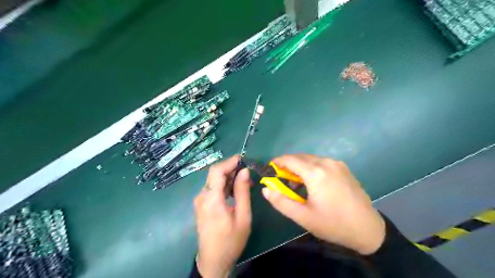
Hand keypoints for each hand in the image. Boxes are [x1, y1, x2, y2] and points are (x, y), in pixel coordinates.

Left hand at [194, 156, 251, 277]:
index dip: (229, 162)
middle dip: (231, 169)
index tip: (243, 159)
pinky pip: (212, 188)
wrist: (213, 260)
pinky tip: (235, 191)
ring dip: (229, 177)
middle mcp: (202, 196)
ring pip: (214, 180)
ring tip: (245, 182)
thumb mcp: (242, 216)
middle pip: (214, 174)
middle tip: (248, 173)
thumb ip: (242, 192)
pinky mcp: (201, 204)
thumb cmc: (231, 241)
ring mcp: (199, 200)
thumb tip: (244, 171)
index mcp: (212, 199)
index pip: (216, 171)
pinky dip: (224, 185)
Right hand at [262, 154, 385, 253]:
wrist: (368, 229)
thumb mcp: (304, 217)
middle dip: (287, 165)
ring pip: (311, 159)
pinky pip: (321, 162)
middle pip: (300, 157)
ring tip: (296, 183)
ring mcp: (337, 164)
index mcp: (316, 173)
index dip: (277, 162)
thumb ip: (281, 202)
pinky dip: (311, 168)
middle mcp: (326, 162)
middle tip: (281, 179)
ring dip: (300, 167)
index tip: (269, 169)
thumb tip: (266, 189)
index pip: (290, 159)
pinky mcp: (344, 168)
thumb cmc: (333, 224)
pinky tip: (312, 182)